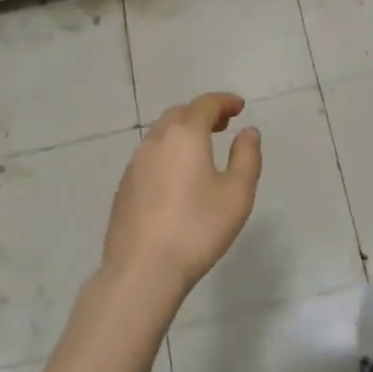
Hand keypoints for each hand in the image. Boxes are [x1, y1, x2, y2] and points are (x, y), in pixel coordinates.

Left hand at [101, 93, 262, 307]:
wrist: (142, 270)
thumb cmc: (197, 229)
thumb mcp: (237, 194)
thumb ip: (247, 157)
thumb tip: (248, 132)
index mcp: (185, 135)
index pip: (206, 104)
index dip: (224, 101)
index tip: (239, 107)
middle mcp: (156, 140)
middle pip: (180, 114)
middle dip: (203, 113)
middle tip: (223, 125)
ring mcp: (135, 163)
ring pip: (161, 133)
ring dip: (183, 132)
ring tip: (202, 148)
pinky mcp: (125, 186)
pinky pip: (150, 155)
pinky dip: (168, 152)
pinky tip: (177, 176)